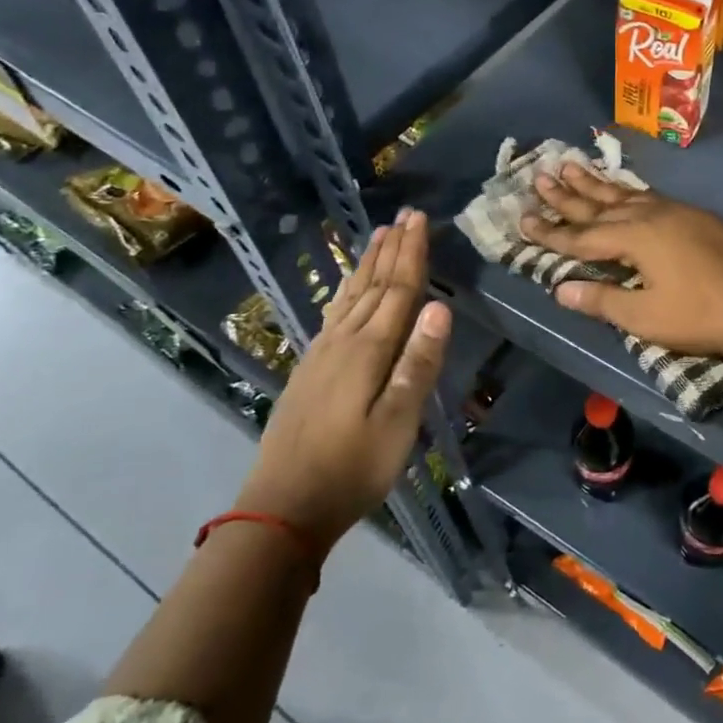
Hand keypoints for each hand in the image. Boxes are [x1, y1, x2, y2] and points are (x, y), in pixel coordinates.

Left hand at [242, 210, 450, 549]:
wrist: (282, 506)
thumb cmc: (352, 468)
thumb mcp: (398, 422)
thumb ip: (418, 363)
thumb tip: (439, 305)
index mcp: (368, 350)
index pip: (397, 290)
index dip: (411, 254)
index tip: (419, 219)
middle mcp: (343, 342)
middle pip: (373, 286)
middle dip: (391, 249)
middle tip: (404, 216)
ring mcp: (321, 355)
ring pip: (350, 297)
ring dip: (367, 265)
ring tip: (378, 237)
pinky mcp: (309, 371)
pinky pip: (333, 314)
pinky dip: (345, 292)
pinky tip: (346, 291)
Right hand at [520, 163, 722, 358]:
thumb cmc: (699, 315)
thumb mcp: (646, 317)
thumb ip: (602, 299)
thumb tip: (560, 289)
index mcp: (635, 238)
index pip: (582, 236)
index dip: (551, 231)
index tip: (522, 219)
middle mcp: (651, 215)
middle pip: (600, 204)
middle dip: (567, 194)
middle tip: (539, 176)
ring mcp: (676, 211)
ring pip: (625, 194)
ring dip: (596, 184)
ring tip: (570, 165)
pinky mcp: (696, 216)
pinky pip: (649, 196)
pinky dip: (627, 192)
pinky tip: (623, 190)